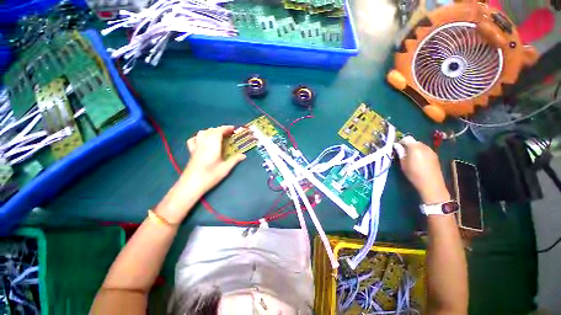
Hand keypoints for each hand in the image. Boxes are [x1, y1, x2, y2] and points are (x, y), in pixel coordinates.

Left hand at [181, 126, 245, 194]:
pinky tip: (203, 140)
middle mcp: (203, 143)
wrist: (192, 184)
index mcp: (212, 145)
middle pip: (211, 130)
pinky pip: (194, 139)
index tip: (234, 129)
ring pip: (202, 132)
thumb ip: (235, 160)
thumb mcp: (225, 168)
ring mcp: (196, 146)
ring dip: (211, 131)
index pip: (219, 131)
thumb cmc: (210, 176)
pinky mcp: (191, 151)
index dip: (227, 128)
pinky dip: (200, 136)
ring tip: (218, 135)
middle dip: (221, 129)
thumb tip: (244, 155)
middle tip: (229, 133)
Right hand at [398, 138, 450, 203]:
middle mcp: (424, 146)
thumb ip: (400, 153)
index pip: (406, 139)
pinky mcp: (435, 156)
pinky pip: (425, 150)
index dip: (400, 142)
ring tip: (410, 158)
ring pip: (420, 145)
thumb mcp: (403, 163)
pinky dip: (420, 152)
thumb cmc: (414, 173)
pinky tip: (419, 161)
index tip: (397, 148)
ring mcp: (431, 151)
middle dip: (408, 145)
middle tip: (403, 153)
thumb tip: (396, 146)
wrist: (431, 184)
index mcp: (415, 147)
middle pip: (414, 141)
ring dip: (414, 149)